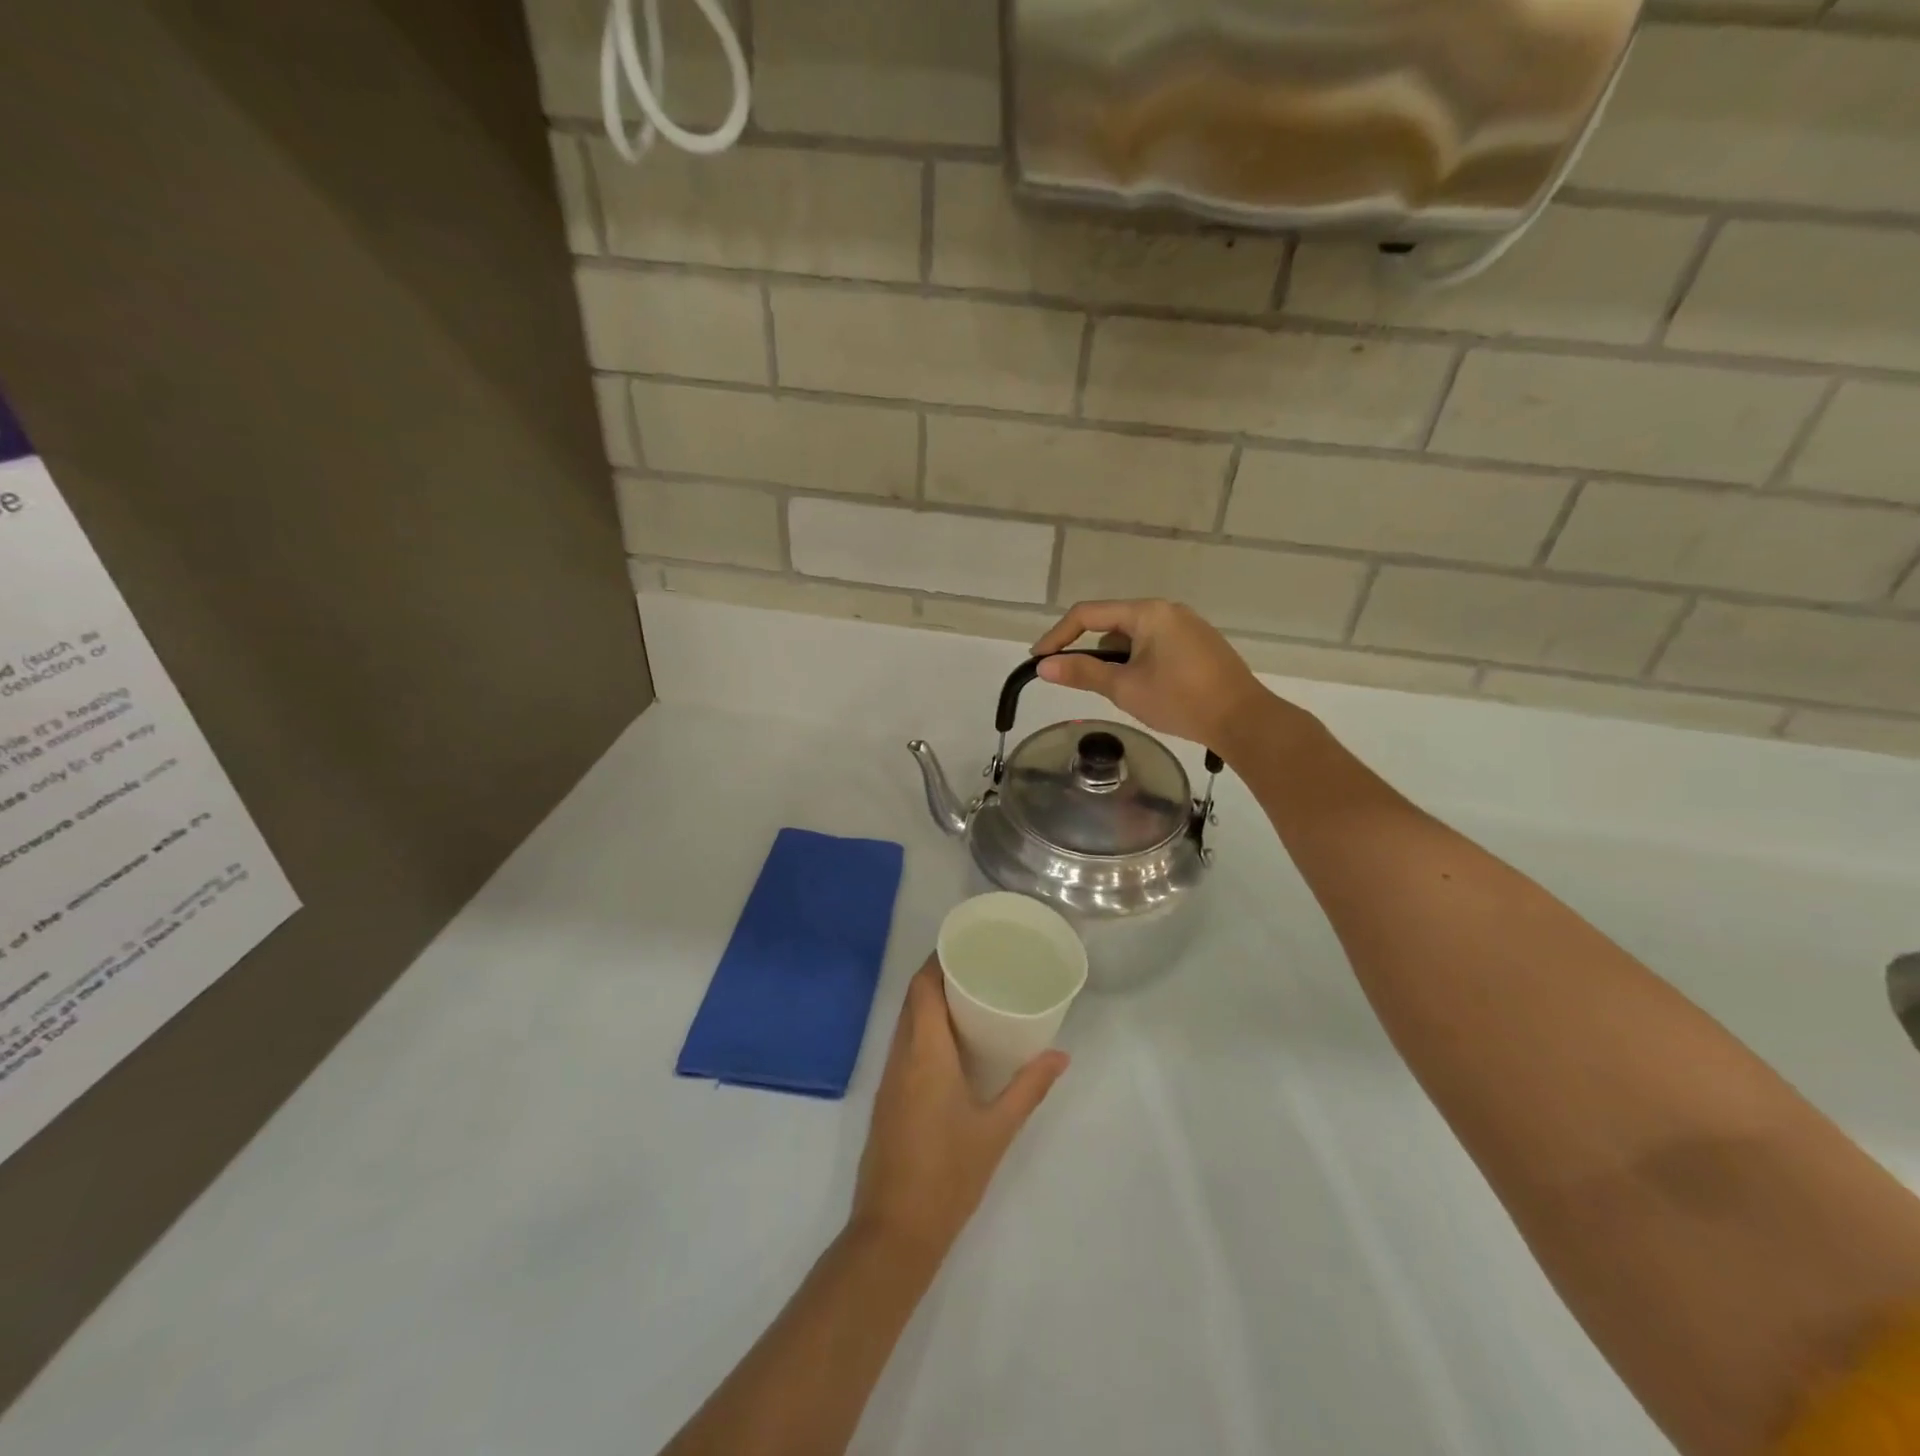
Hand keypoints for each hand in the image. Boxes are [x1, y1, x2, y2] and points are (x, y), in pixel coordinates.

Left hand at [850, 959, 1067, 1262]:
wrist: (895, 1232)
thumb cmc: (949, 1174)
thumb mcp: (997, 1130)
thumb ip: (1029, 1088)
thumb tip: (1061, 1056)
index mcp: (925, 1053)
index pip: (922, 988)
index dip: (937, 960)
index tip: (965, 944)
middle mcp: (901, 1057)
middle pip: (912, 1000)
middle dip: (937, 977)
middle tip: (976, 966)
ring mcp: (889, 1079)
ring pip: (905, 1023)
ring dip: (928, 1003)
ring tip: (968, 996)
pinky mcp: (887, 1099)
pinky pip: (903, 1046)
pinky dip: (922, 1029)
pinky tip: (950, 1042)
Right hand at [1031, 598, 1274, 752]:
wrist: (1244, 720)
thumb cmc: (1180, 700)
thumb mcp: (1124, 688)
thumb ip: (1082, 673)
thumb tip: (1043, 666)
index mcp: (1148, 612)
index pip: (1088, 614)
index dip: (1058, 636)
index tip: (1039, 659)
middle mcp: (1168, 610)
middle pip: (1112, 624)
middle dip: (1092, 652)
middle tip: (1080, 682)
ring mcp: (1188, 627)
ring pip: (1135, 638)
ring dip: (1118, 660)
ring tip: (1120, 694)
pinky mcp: (1200, 645)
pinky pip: (1156, 646)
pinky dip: (1140, 663)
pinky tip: (1147, 691)